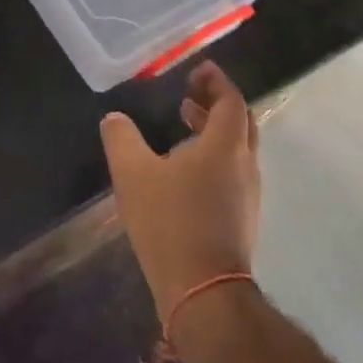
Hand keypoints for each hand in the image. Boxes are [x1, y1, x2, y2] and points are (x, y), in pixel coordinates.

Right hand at [101, 62, 260, 317]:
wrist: (204, 293)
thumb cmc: (170, 224)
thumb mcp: (133, 175)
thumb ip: (122, 139)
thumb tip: (114, 118)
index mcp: (224, 146)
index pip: (230, 100)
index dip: (216, 81)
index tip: (199, 69)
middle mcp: (244, 164)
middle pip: (240, 122)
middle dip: (217, 102)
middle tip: (190, 93)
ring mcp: (248, 194)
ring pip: (238, 148)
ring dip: (215, 130)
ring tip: (185, 124)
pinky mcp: (243, 218)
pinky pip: (234, 171)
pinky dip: (216, 155)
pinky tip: (187, 170)